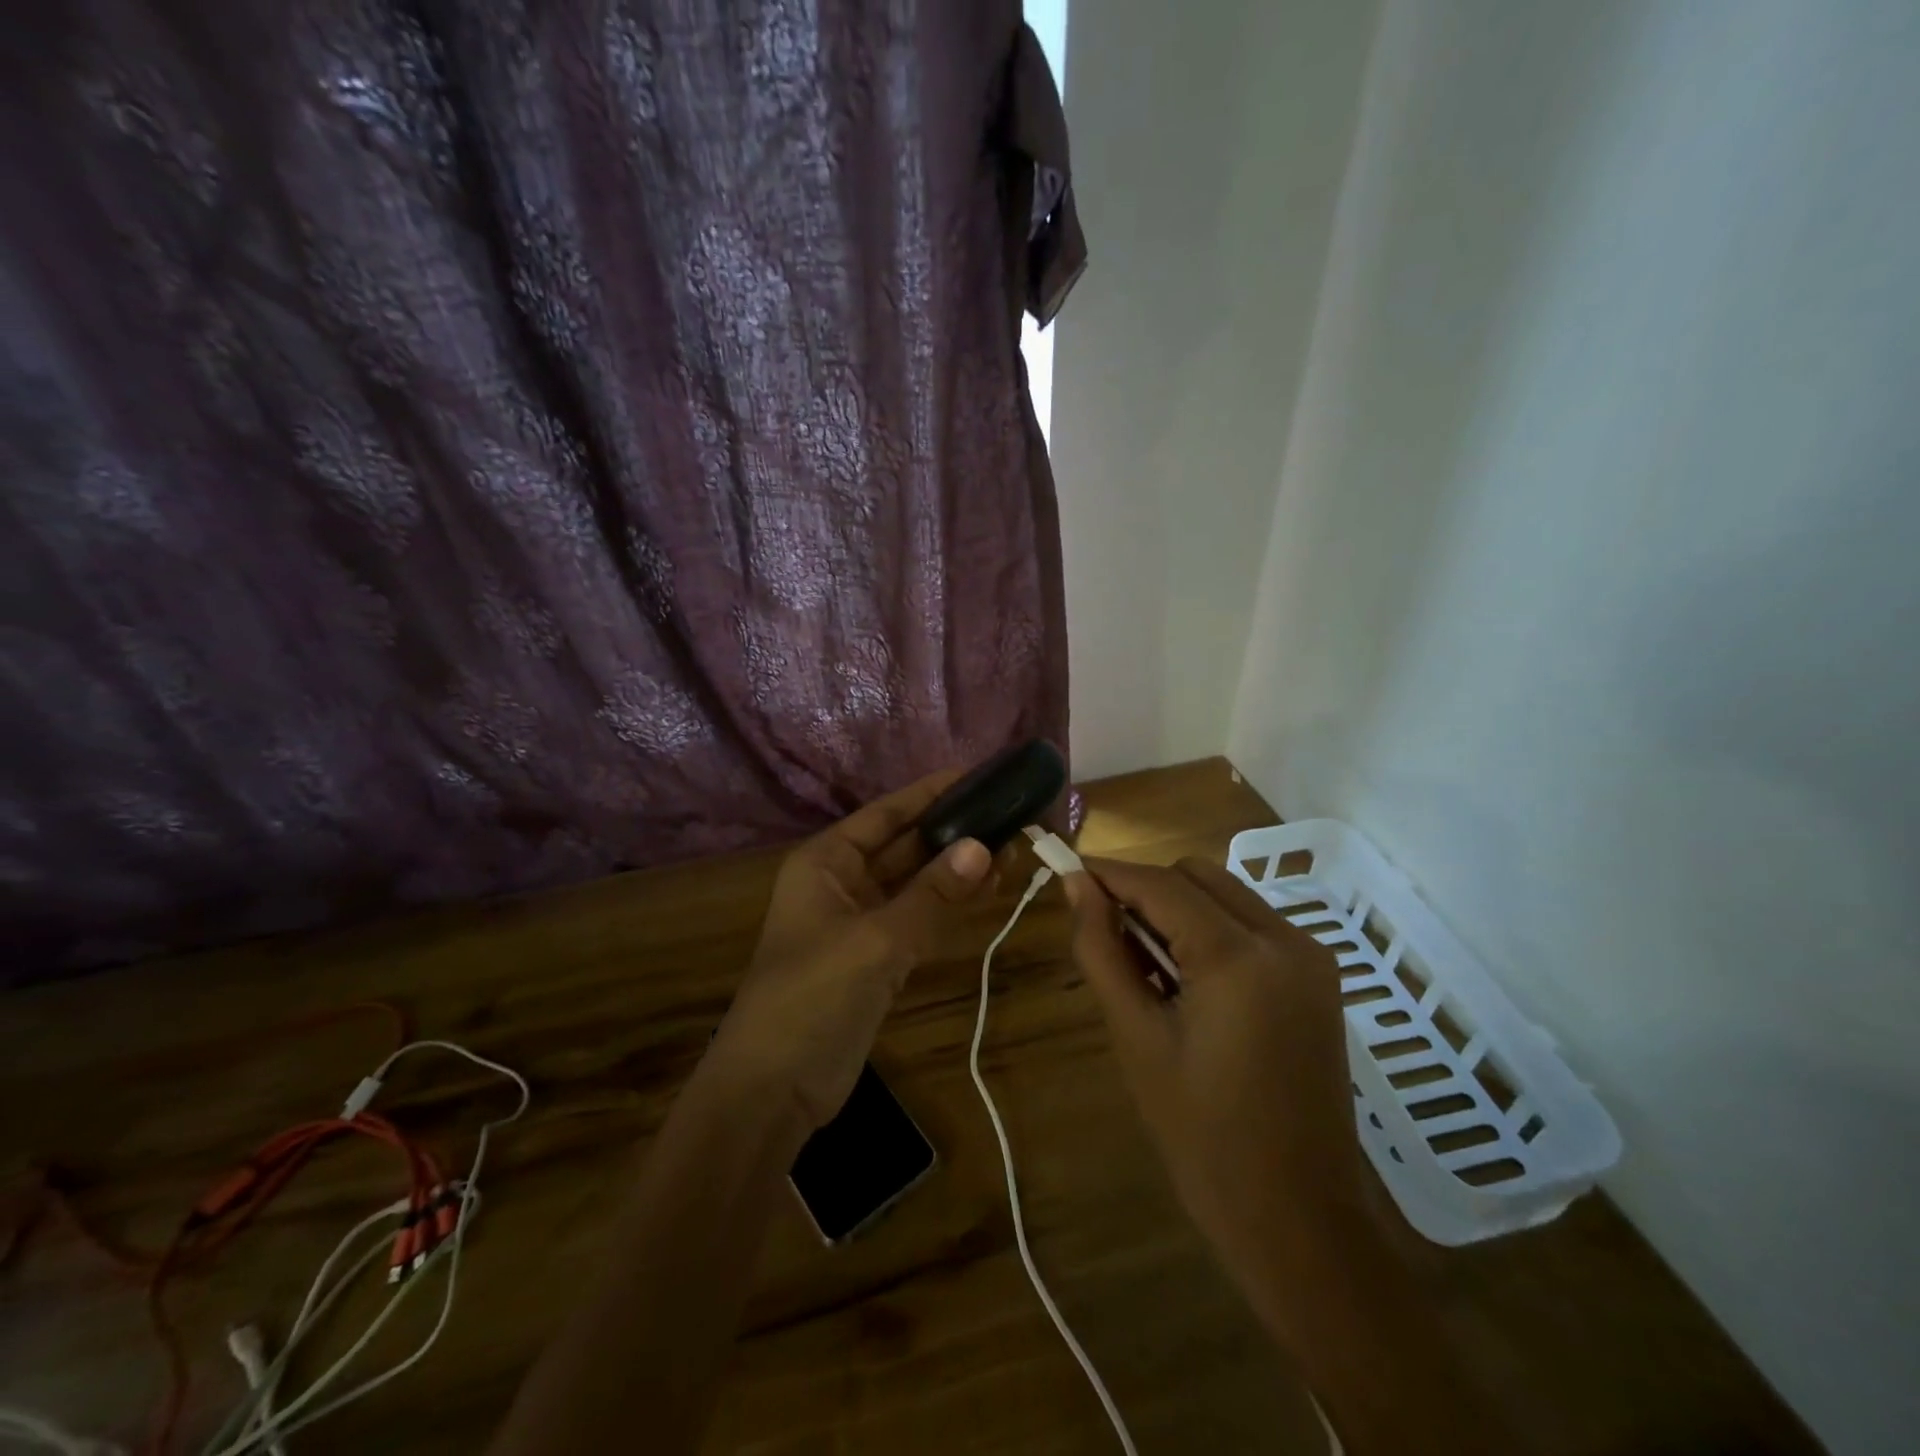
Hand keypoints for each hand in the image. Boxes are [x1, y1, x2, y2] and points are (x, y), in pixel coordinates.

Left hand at [708, 770, 994, 1130]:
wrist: (772, 1090)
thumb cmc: (812, 998)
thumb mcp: (875, 941)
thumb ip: (931, 894)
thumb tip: (982, 846)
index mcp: (826, 862)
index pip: (886, 814)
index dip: (931, 793)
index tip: (978, 775)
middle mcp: (842, 882)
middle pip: (905, 846)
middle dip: (953, 832)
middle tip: (1010, 816)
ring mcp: (859, 922)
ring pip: (917, 883)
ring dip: (958, 869)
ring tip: (1013, 848)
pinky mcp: (876, 958)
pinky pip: (919, 918)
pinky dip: (950, 906)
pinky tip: (989, 891)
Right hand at [1064, 857, 1367, 1342]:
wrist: (1298, 1220)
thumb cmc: (1202, 1136)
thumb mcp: (1135, 1038)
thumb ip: (1101, 950)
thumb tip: (1075, 886)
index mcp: (1239, 957)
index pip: (1159, 884)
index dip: (1107, 873)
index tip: (1063, 872)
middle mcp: (1284, 939)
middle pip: (1197, 876)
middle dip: (1144, 889)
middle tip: (1104, 931)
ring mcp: (1309, 956)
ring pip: (1225, 894)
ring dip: (1177, 908)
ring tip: (1142, 964)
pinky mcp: (1317, 977)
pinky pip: (1250, 925)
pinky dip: (1209, 930)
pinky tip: (1186, 979)